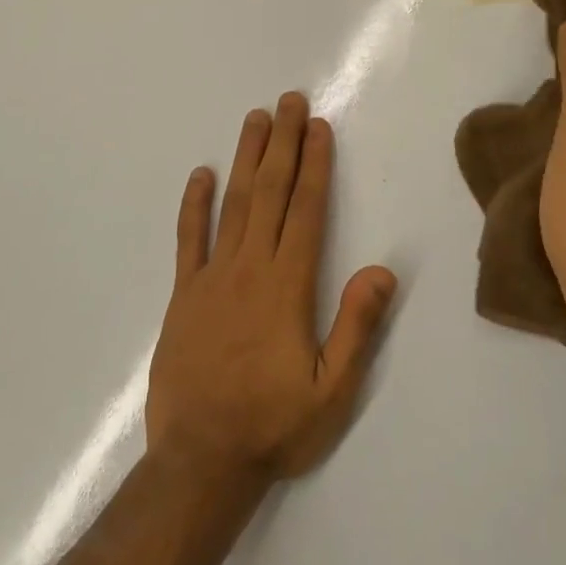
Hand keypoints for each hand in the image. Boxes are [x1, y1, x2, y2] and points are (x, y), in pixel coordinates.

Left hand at [146, 93, 397, 486]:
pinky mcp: (184, 294)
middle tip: (288, 100)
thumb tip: (381, 270)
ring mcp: (212, 277)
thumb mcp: (331, 391)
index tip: (318, 127)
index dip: (314, 165)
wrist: (199, 463)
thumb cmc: (272, 426)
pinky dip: (193, 205)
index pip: (305, 210)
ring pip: (232, 204)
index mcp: (287, 286)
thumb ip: (356, 327)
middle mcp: (250, 268)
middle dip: (283, 143)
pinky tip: (200, 174)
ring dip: (246, 158)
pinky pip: (189, 240)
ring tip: (255, 118)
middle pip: (269, 192)